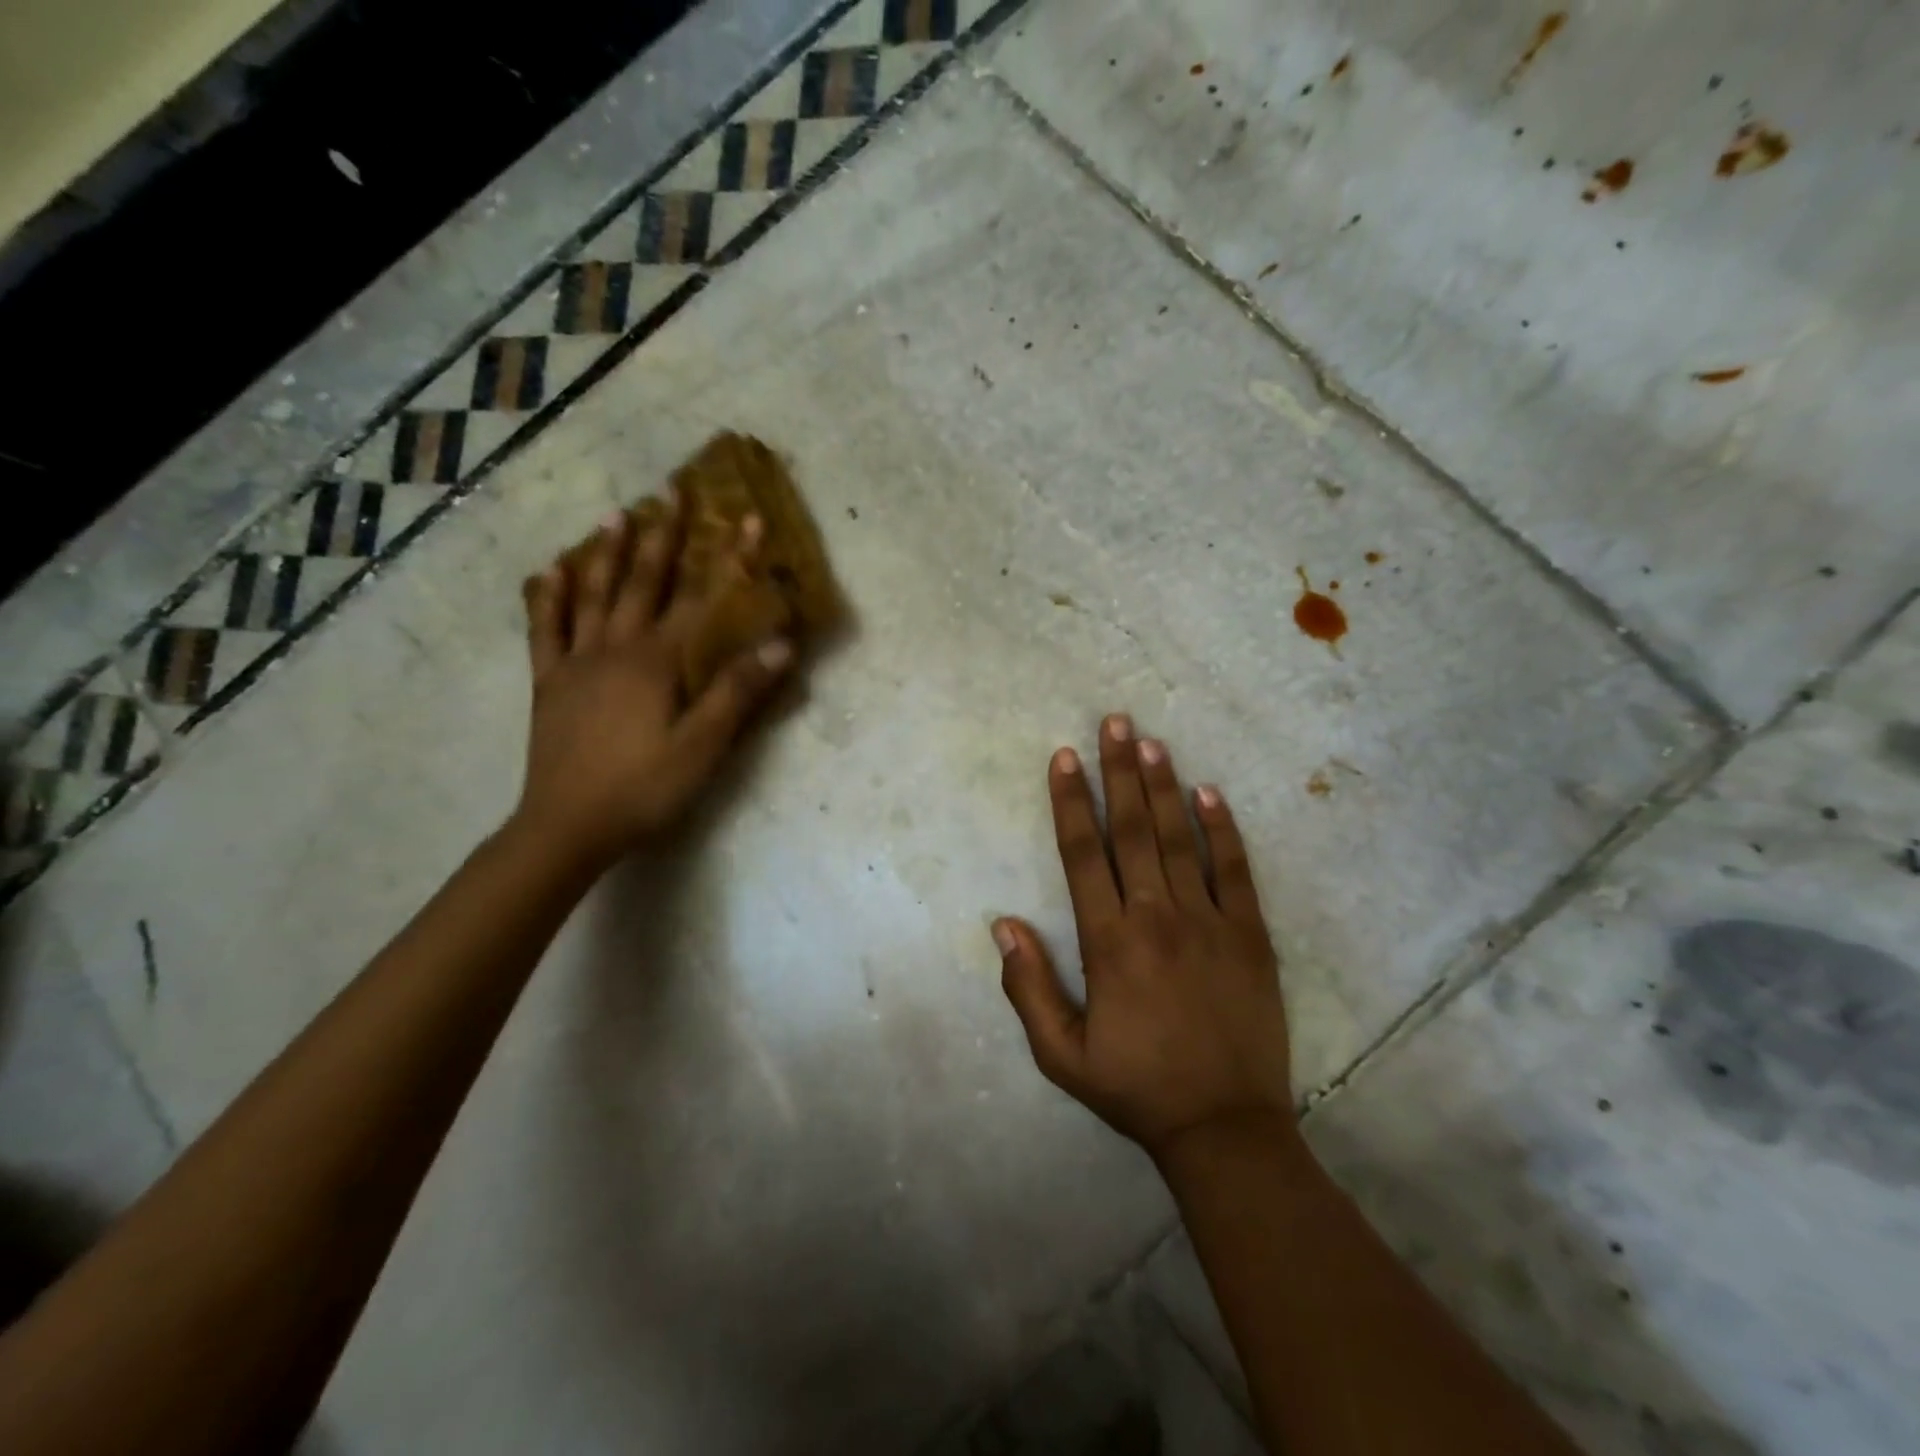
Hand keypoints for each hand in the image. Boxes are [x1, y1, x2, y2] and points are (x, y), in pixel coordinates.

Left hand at [513, 499, 791, 868]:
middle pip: (644, 584)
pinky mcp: (550, 685)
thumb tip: (781, 644)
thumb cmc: (643, 788)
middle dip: (664, 537)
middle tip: (671, 491)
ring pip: (594, 596)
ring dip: (607, 554)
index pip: (702, 599)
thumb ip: (738, 691)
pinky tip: (549, 572)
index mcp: (656, 662)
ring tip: (616, 515)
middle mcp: (615, 649)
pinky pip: (546, 631)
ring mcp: (577, 663)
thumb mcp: (702, 746)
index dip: (729, 559)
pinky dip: (548, 598)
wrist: (567, 827)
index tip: (747, 518)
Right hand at [994, 714, 1293, 1161]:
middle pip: (1133, 830)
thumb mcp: (1061, 1055)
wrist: (1224, 1128)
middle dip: (1119, 772)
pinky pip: (1236, 871)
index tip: (1064, 757)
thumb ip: (1027, 989)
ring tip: (1151, 742)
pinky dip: (1223, 830)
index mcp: (1110, 943)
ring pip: (1181, 840)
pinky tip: (1210, 793)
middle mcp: (1157, 918)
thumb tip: (1002, 924)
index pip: (1083, 855)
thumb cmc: (1135, 1089)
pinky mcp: (1250, 936)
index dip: (1070, 803)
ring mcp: (1209, 923)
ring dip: (1164, 787)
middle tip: (1114, 722)